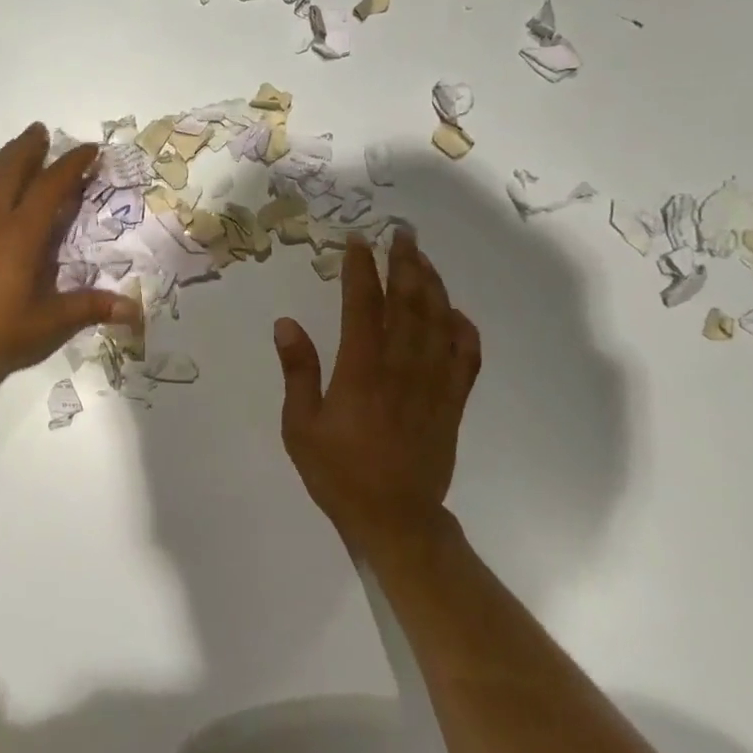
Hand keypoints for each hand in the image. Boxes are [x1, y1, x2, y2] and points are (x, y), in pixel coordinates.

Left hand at [0, 124, 140, 392]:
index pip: (51, 185)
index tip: (89, 149)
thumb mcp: (45, 323)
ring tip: (15, 150)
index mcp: (20, 232)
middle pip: (10, 167)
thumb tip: (134, 308)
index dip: (72, 164)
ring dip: (3, 158)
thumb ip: (88, 308)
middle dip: (29, 147)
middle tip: (42, 131)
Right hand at [274, 228, 480, 550]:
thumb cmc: (340, 473)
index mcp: (361, 370)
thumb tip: (286, 323)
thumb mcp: (301, 426)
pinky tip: (455, 312)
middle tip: (402, 232)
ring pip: (438, 322)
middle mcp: (401, 368)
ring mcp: (433, 384)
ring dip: (432, 284)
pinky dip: (463, 329)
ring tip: (423, 258)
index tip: (358, 241)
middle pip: (408, 303)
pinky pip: (465, 357)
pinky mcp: (453, 402)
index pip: (363, 305)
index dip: (362, 269)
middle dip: (405, 262)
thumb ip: (298, 371)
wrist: (396, 520)